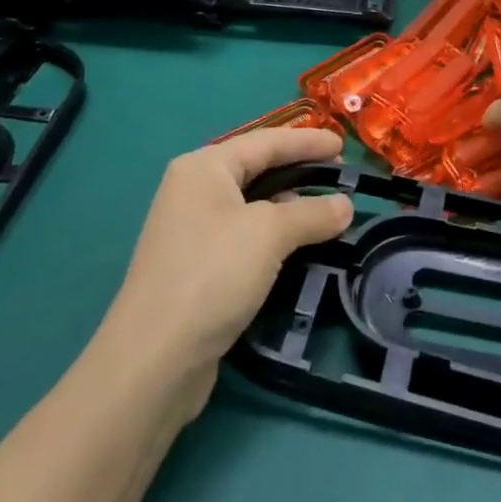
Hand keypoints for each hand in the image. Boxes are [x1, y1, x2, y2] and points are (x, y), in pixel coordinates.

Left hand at [102, 126, 352, 415]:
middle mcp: (194, 191)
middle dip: (300, 171)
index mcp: (204, 168)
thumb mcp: (270, 233)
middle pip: (257, 169)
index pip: (266, 142)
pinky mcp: (198, 267)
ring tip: (329, 212)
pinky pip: (246, 236)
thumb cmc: (213, 274)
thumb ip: (312, 213)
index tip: (343, 145)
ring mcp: (193, 231)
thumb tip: (346, 205)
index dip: (307, 141)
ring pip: (253, 206)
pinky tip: (299, 246)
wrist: (154, 360)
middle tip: (341, 175)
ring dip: (291, 207)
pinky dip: (275, 235)